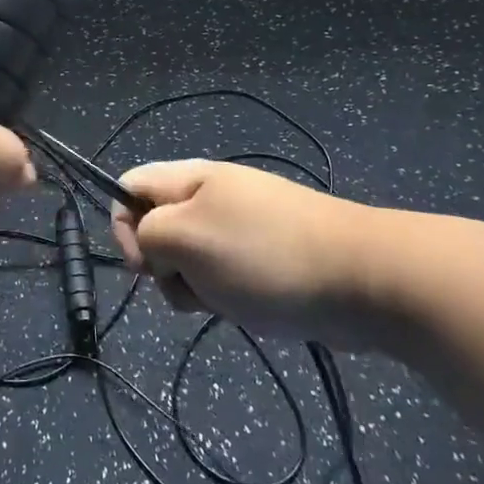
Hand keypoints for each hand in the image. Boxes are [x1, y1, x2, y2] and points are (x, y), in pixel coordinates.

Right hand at [111, 159, 373, 345]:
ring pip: (189, 257)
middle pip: (157, 226)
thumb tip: (150, 246)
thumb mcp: (186, 237)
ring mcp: (241, 226)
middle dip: (163, 264)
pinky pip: (223, 274)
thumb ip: (146, 234)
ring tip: (225, 298)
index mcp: (190, 177)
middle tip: (190, 282)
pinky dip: (226, 295)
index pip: (129, 186)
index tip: (145, 264)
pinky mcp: (264, 256)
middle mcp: (211, 195)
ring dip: (195, 285)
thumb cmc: (263, 254)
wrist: (361, 277)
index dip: (122, 224)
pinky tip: (249, 306)